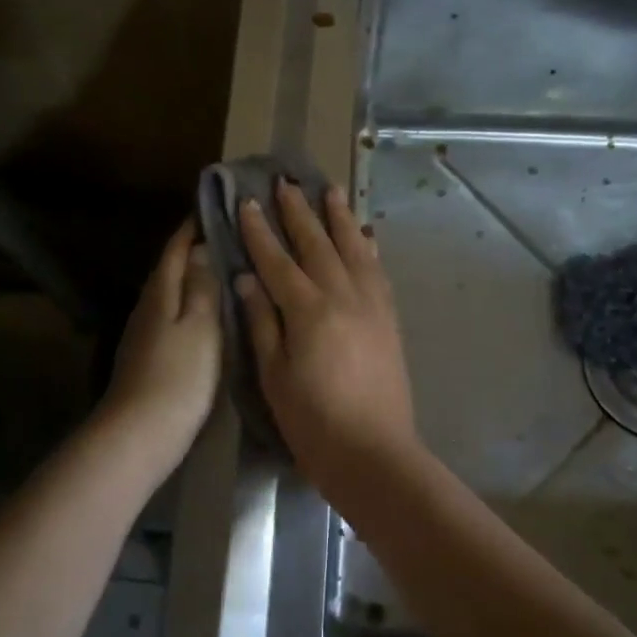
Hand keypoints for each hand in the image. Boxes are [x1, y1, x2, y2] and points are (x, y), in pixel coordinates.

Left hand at [101, 220, 220, 474]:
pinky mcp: (148, 355)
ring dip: (194, 277)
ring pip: (172, 292)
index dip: (193, 225)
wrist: (138, 435)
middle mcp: (148, 305)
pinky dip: (190, 304)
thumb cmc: (178, 377)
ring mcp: (144, 332)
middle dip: (195, 248)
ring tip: (226, 268)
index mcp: (161, 291)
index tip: (216, 204)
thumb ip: (203, 286)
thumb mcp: (201, 326)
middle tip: (230, 234)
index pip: (176, 247)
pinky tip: (208, 313)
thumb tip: (201, 247)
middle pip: (171, 267)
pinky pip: (173, 315)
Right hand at [235, 181, 420, 484]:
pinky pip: (378, 271)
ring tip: (330, 191)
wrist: (374, 454)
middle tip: (286, 182)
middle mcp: (342, 296)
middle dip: (299, 212)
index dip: (260, 231)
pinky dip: (369, 247)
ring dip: (339, 218)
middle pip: (317, 244)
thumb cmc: (313, 422)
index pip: (277, 260)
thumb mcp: (274, 376)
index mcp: (308, 310)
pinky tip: (366, 235)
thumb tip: (247, 278)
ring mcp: (371, 305)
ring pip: (353, 248)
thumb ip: (262, 322)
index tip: (247, 202)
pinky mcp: (389, 319)